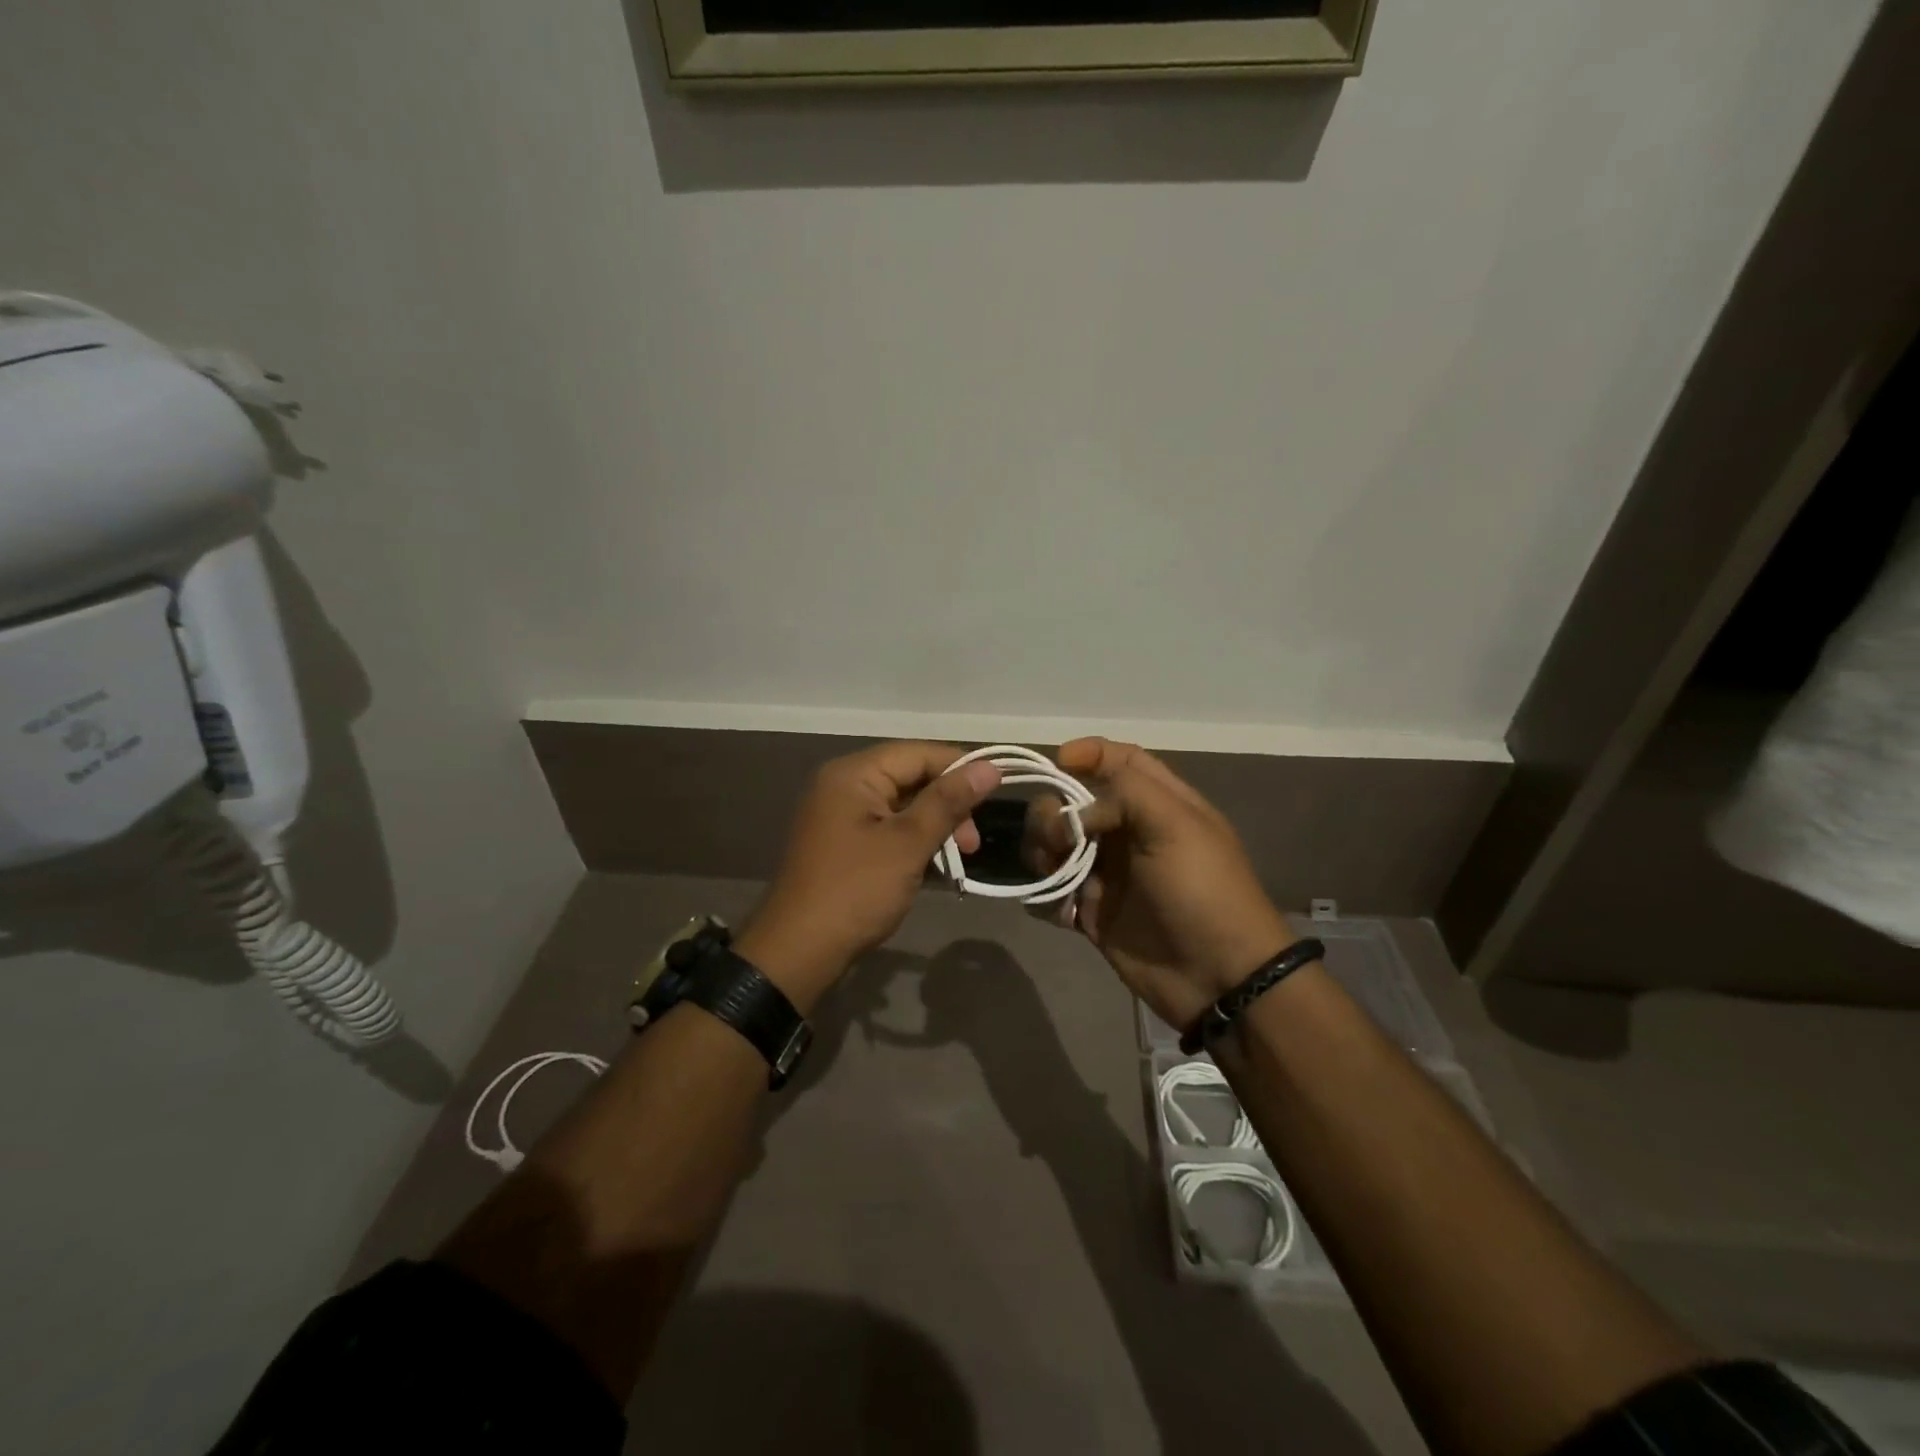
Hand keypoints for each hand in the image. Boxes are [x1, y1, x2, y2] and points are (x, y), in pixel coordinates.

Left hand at [737, 742, 1001, 1011]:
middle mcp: (844, 784)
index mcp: (854, 774)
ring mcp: (840, 814)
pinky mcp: (843, 842)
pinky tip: (934, 866)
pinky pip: (887, 828)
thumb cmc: (856, 890)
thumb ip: (948, 802)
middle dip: (948, 805)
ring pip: (903, 806)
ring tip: (958, 859)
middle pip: (911, 778)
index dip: (960, 769)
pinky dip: (913, 842)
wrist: (798, 951)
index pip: (919, 754)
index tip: (996, 795)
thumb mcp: (908, 844)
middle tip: (972, 845)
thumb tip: (990, 768)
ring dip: (934, 827)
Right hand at [1026, 738, 1293, 1032]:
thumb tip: (1077, 810)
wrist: (1218, 977)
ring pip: (1055, 844)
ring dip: (1042, 851)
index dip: (1089, 753)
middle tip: (1058, 837)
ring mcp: (1108, 873)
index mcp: (1158, 804)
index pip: (1120, 760)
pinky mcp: (1092, 912)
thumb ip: (1125, 792)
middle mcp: (1129, 832)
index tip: (1059, 761)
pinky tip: (1062, 911)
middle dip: (1053, 811)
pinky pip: (1053, 891)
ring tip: (1053, 873)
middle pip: (1074, 801)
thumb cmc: (1203, 891)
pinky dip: (1046, 895)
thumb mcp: (1176, 825)